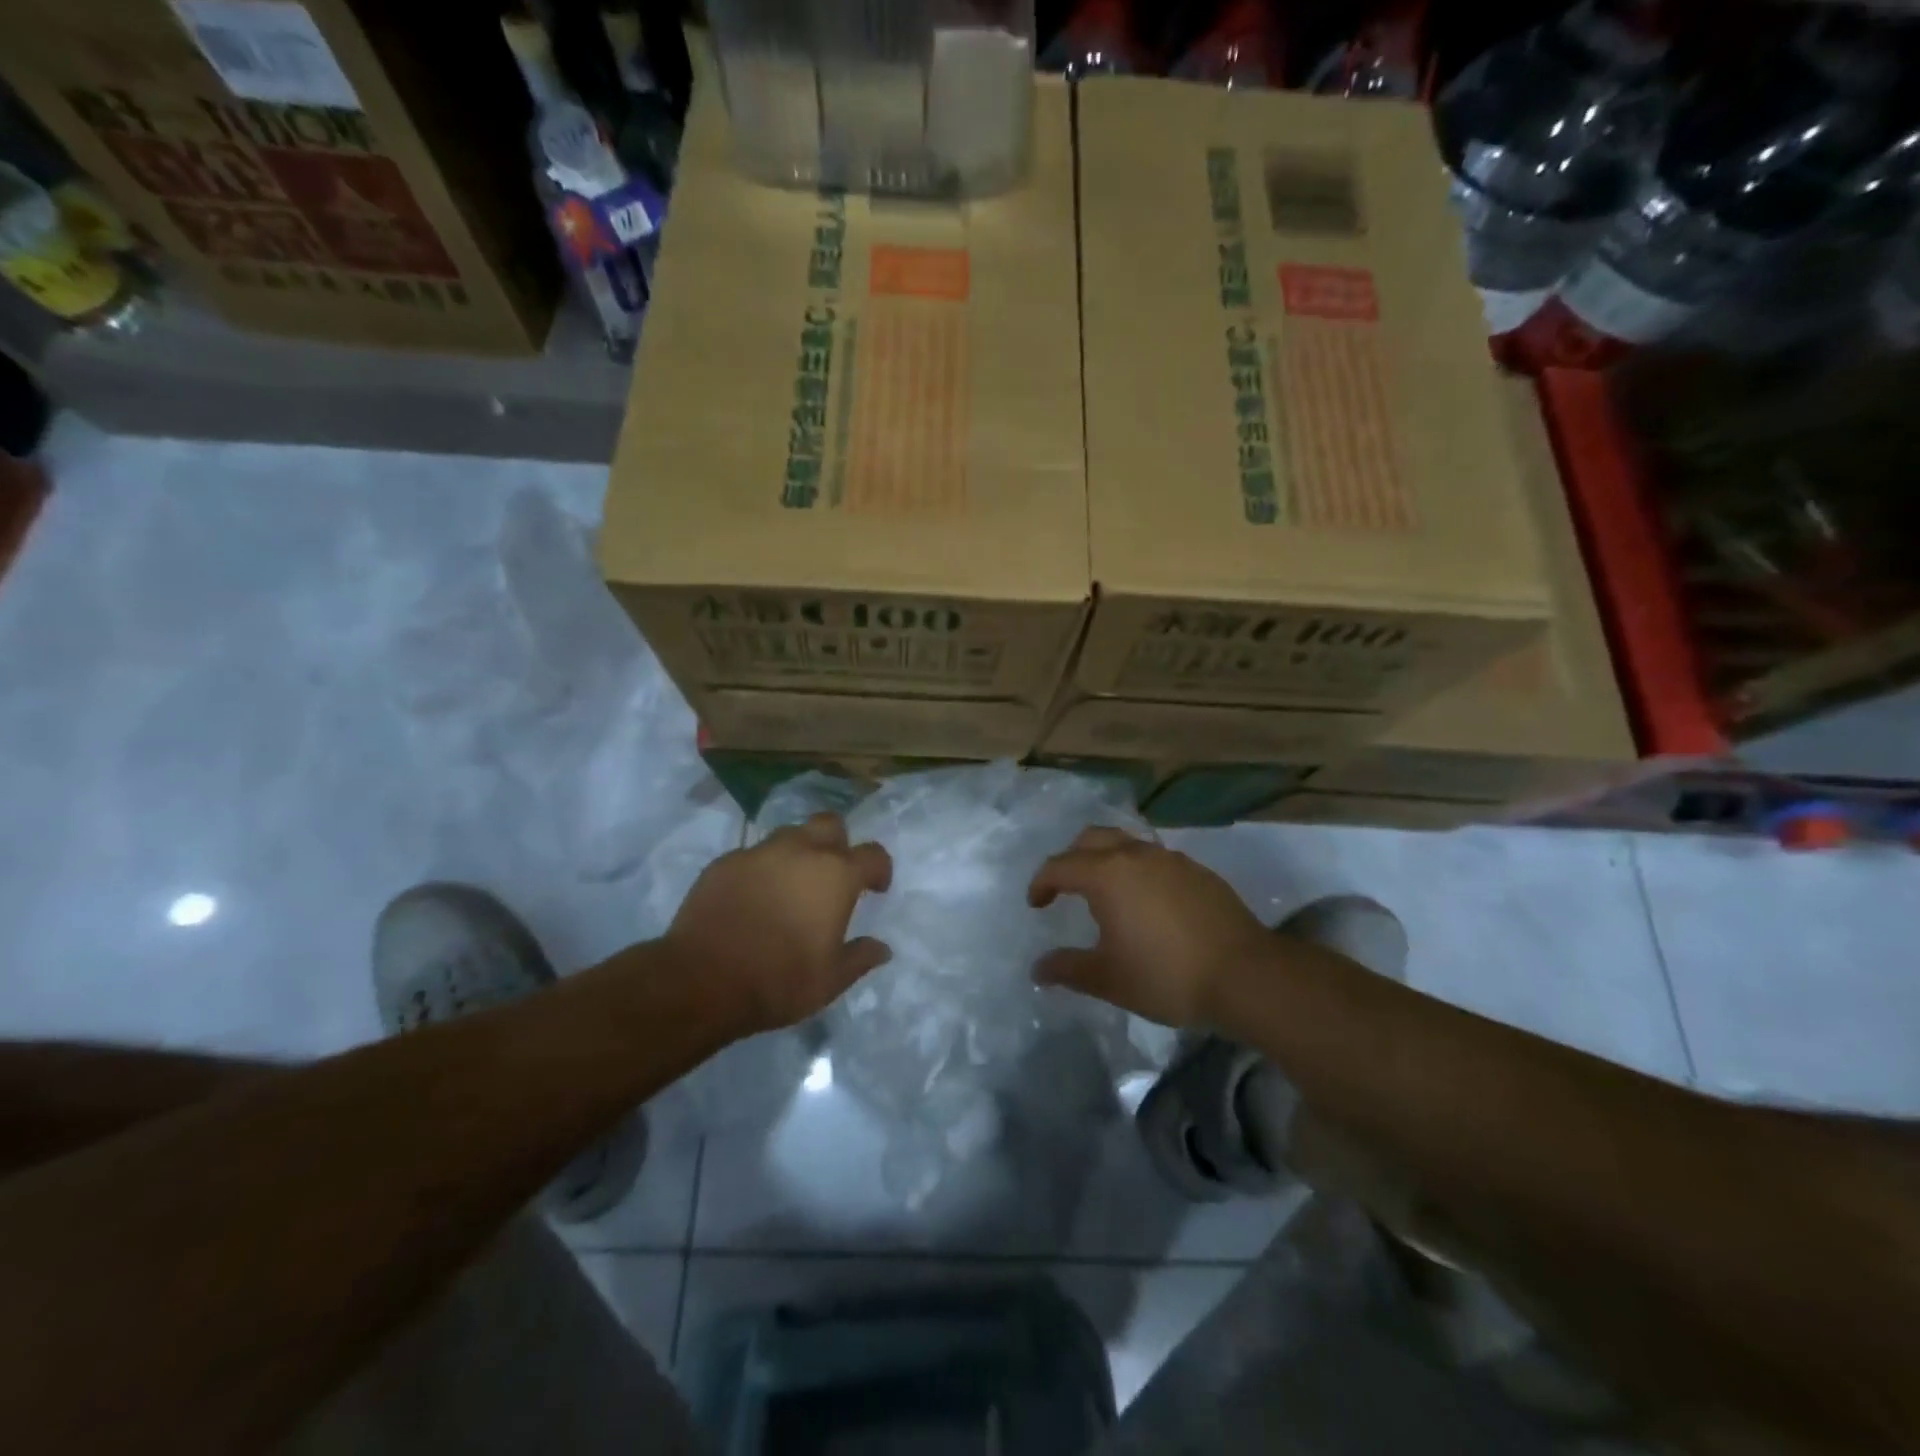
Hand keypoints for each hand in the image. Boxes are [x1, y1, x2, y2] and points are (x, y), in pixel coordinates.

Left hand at [667, 814, 892, 1034]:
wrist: (701, 980)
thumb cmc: (779, 980)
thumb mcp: (830, 981)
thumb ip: (860, 958)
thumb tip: (882, 949)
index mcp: (836, 874)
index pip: (873, 854)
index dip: (880, 870)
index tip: (876, 889)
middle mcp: (800, 851)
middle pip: (830, 824)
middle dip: (839, 843)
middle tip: (834, 875)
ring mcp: (759, 852)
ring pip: (789, 834)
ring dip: (799, 852)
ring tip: (792, 884)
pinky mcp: (725, 862)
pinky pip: (753, 855)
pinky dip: (762, 869)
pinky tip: (754, 897)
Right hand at [1028, 828, 1270, 1027]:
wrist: (1246, 975)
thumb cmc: (1166, 975)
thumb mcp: (1109, 979)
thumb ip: (1069, 969)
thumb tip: (1038, 969)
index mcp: (1107, 874)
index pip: (1060, 866)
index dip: (1041, 883)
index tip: (1036, 905)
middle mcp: (1136, 855)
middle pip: (1092, 838)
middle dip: (1072, 858)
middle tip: (1066, 888)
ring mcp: (1171, 859)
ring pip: (1127, 844)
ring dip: (1107, 860)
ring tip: (1107, 894)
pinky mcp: (1198, 871)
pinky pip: (1156, 860)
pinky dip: (1139, 871)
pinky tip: (1148, 904)